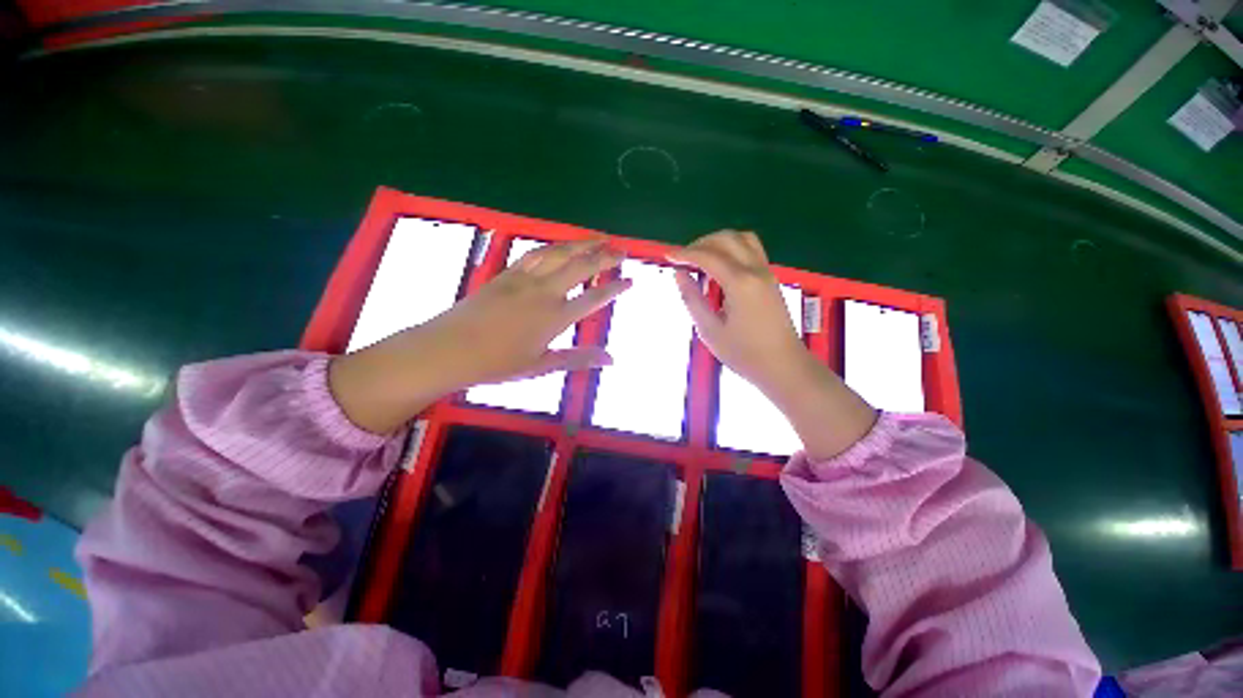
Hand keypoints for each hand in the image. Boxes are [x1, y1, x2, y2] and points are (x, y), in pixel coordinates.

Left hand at [330, 239, 629, 432]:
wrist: (449, 348)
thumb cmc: (497, 363)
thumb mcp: (541, 366)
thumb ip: (578, 358)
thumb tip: (612, 359)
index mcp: (555, 317)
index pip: (594, 298)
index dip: (615, 288)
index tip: (631, 280)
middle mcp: (545, 292)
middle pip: (581, 266)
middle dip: (605, 256)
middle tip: (623, 249)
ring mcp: (525, 278)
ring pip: (559, 253)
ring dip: (582, 244)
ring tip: (599, 238)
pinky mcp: (507, 273)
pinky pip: (536, 253)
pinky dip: (554, 246)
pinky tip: (561, 245)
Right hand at [671, 231, 875, 458]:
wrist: (784, 366)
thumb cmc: (744, 354)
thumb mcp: (710, 331)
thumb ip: (692, 299)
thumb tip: (679, 274)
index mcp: (740, 283)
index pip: (708, 257)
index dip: (685, 254)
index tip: (667, 255)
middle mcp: (755, 270)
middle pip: (726, 239)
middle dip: (701, 243)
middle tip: (683, 259)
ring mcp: (766, 272)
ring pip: (742, 239)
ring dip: (719, 242)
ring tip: (701, 258)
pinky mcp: (771, 278)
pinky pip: (752, 250)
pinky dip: (732, 248)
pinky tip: (721, 267)